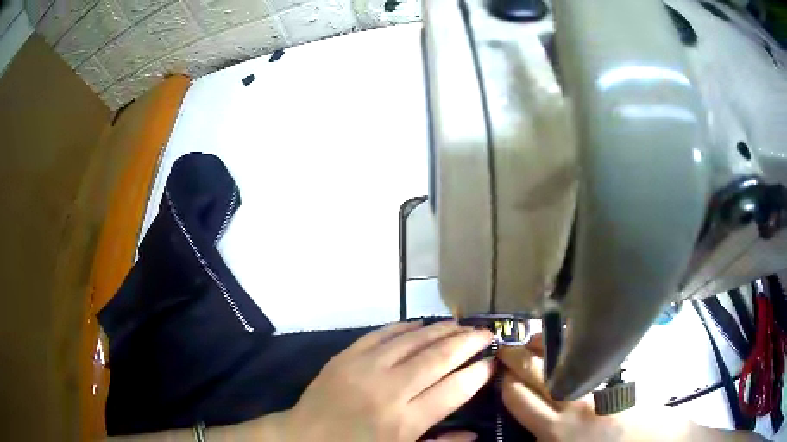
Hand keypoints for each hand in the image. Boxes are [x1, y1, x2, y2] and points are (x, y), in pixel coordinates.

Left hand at [282, 321, 493, 441]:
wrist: (303, 438)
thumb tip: (475, 435)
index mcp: (405, 421)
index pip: (454, 390)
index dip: (479, 373)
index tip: (493, 362)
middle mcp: (389, 390)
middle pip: (439, 358)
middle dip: (469, 342)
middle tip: (487, 333)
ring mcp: (364, 368)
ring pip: (413, 340)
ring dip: (442, 330)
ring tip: (462, 325)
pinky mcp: (346, 356)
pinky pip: (381, 333)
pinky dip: (405, 326)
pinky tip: (421, 324)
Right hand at [497, 335, 756, 441]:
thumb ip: (549, 432)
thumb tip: (535, 411)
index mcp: (557, 429)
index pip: (518, 396)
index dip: (504, 381)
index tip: (497, 369)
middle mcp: (573, 401)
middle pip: (533, 371)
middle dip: (514, 356)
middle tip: (503, 346)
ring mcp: (598, 382)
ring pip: (561, 354)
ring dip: (540, 342)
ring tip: (529, 335)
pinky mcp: (619, 370)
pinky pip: (589, 348)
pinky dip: (571, 339)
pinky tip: (565, 335)